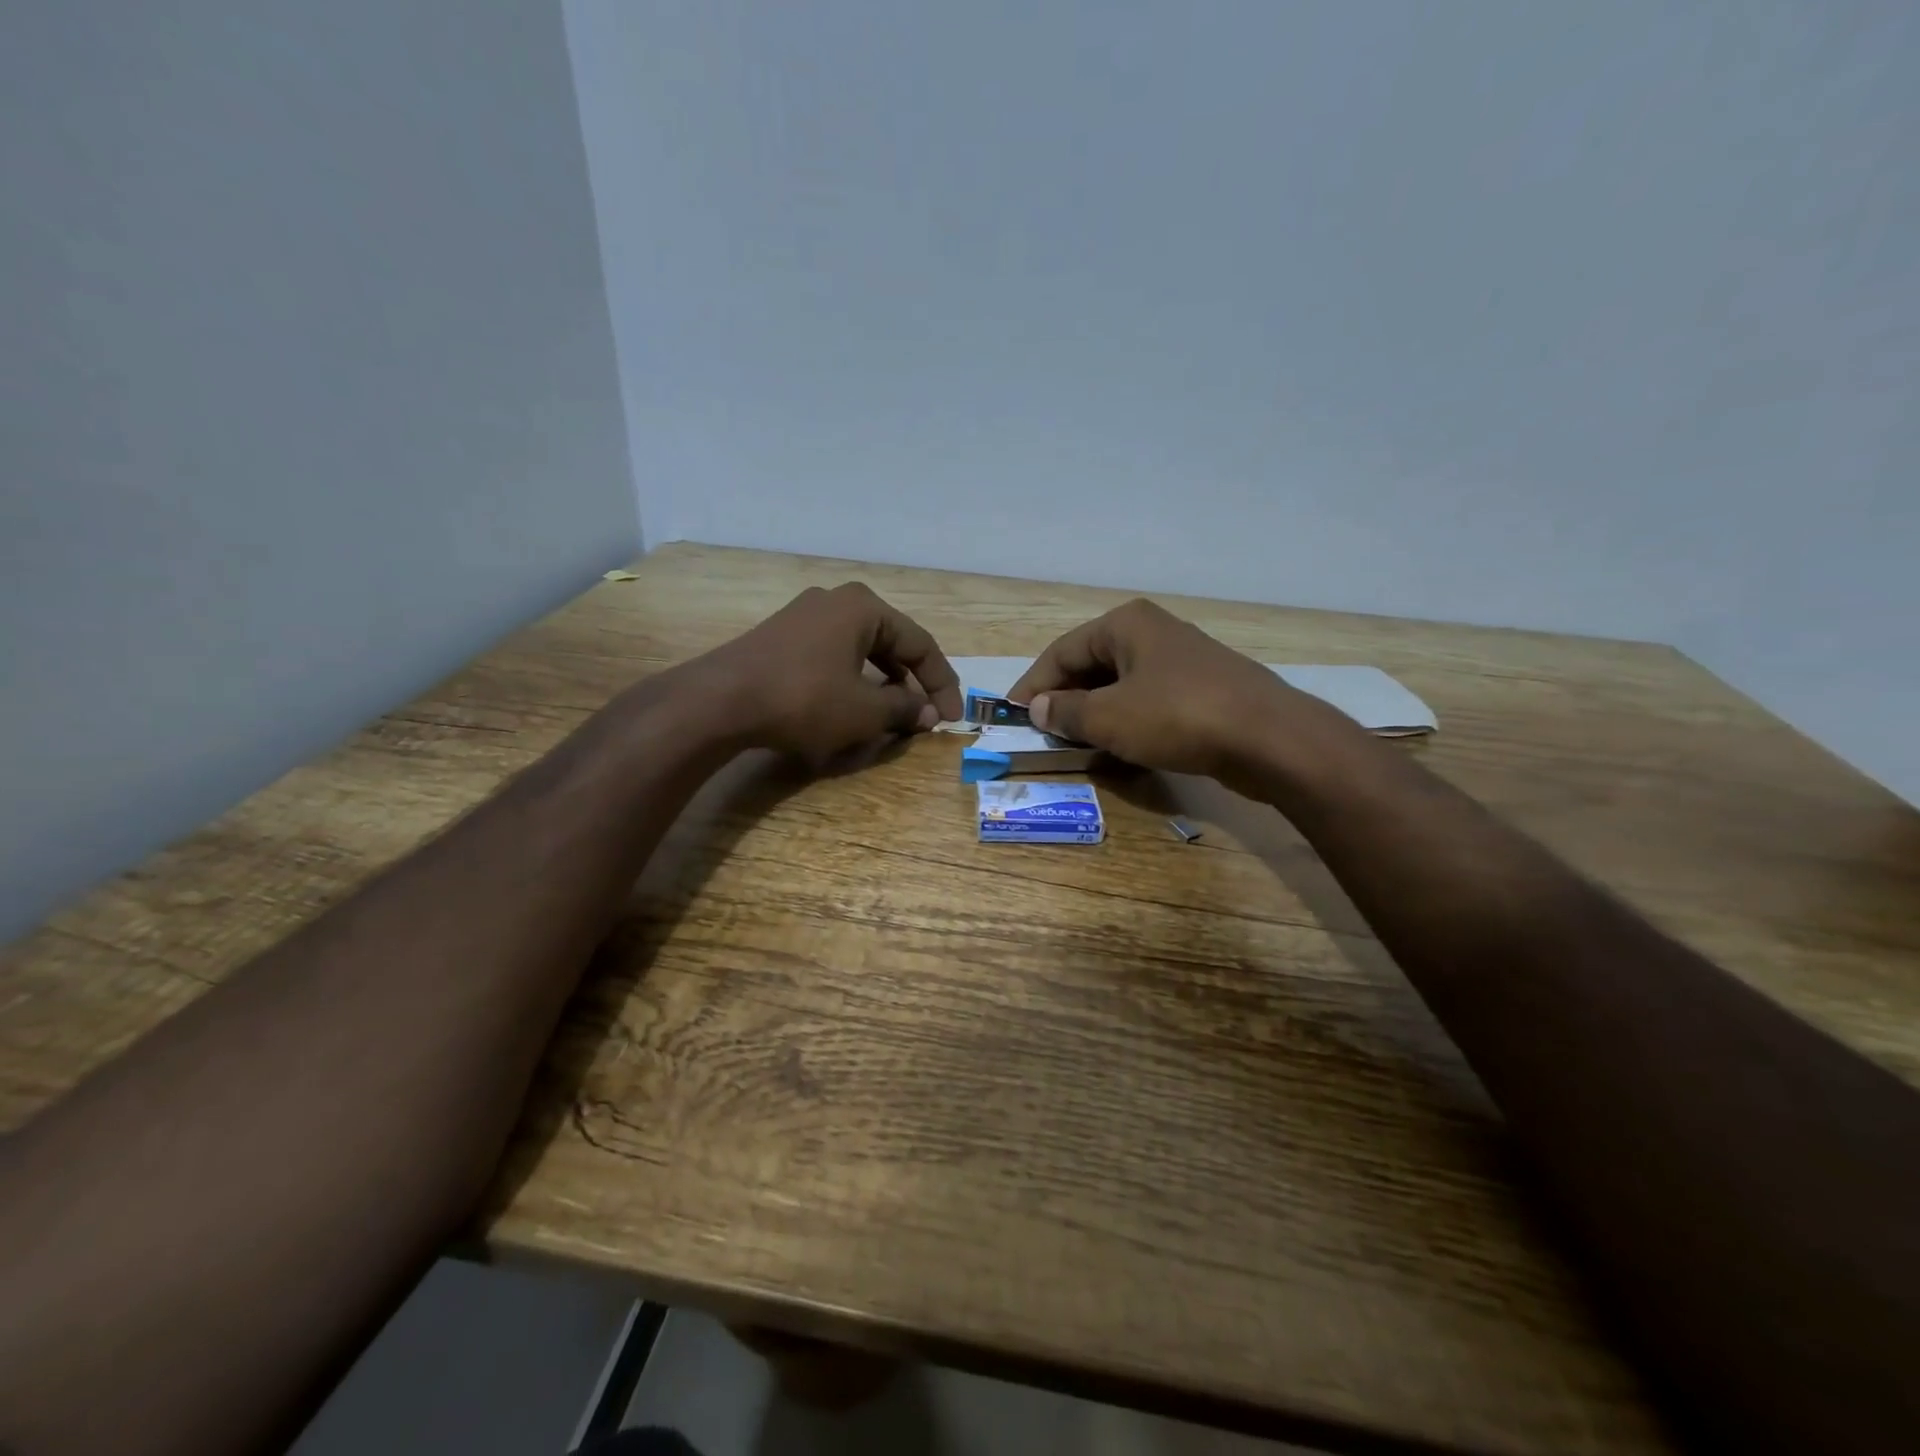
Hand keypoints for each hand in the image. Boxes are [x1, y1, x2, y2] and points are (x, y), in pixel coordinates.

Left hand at [696, 583, 963, 765]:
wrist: (720, 701)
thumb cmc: (804, 700)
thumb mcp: (864, 711)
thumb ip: (904, 709)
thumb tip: (929, 714)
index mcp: (864, 607)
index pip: (921, 645)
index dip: (942, 684)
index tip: (951, 718)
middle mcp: (836, 601)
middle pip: (891, 643)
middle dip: (911, 683)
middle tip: (924, 717)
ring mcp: (804, 615)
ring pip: (860, 651)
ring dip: (881, 684)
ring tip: (890, 715)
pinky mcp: (781, 637)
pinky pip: (832, 656)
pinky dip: (850, 681)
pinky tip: (848, 707)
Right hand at [1009, 599, 1305, 779]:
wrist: (1268, 738)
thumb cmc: (1177, 717)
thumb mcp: (1109, 717)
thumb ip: (1066, 711)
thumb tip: (1038, 707)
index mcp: (1125, 624)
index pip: (1062, 651)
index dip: (1033, 683)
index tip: (1012, 713)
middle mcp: (1152, 632)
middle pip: (1092, 664)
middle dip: (1064, 698)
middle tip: (1042, 730)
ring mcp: (1182, 660)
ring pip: (1121, 685)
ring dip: (1094, 712)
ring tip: (1074, 741)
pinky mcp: (1202, 689)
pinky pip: (1148, 701)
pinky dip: (1126, 720)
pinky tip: (1119, 745)